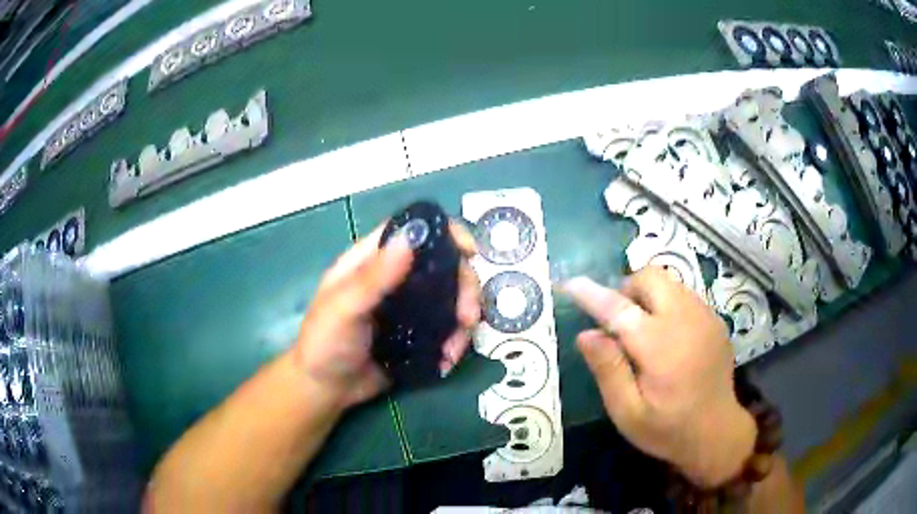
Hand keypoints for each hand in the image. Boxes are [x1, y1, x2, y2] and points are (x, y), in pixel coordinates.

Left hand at [292, 222, 480, 409]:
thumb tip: (409, 239)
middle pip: (443, 265)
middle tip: (467, 316)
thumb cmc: (324, 342)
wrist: (326, 388)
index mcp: (372, 261)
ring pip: (451, 298)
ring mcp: (410, 307)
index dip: (445, 232)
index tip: (470, 250)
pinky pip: (447, 329)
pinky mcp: (418, 334)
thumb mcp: (343, 308)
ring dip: (463, 321)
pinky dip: (454, 342)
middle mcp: (395, 278)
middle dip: (464, 287)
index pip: (412, 232)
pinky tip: (447, 361)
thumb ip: (373, 278)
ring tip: (453, 350)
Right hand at [563, 267, 755, 487]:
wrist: (717, 431)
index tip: (570, 284)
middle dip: (626, 290)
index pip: (619, 308)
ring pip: (668, 282)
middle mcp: (686, 320)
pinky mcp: (714, 319)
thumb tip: (586, 334)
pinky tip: (668, 337)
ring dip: (647, 296)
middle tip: (618, 324)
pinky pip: (684, 294)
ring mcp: (705, 316)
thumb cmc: (667, 429)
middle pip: (650, 278)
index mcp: (660, 346)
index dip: (591, 294)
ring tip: (643, 332)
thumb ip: (608, 371)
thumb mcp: (628, 413)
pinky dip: (666, 304)